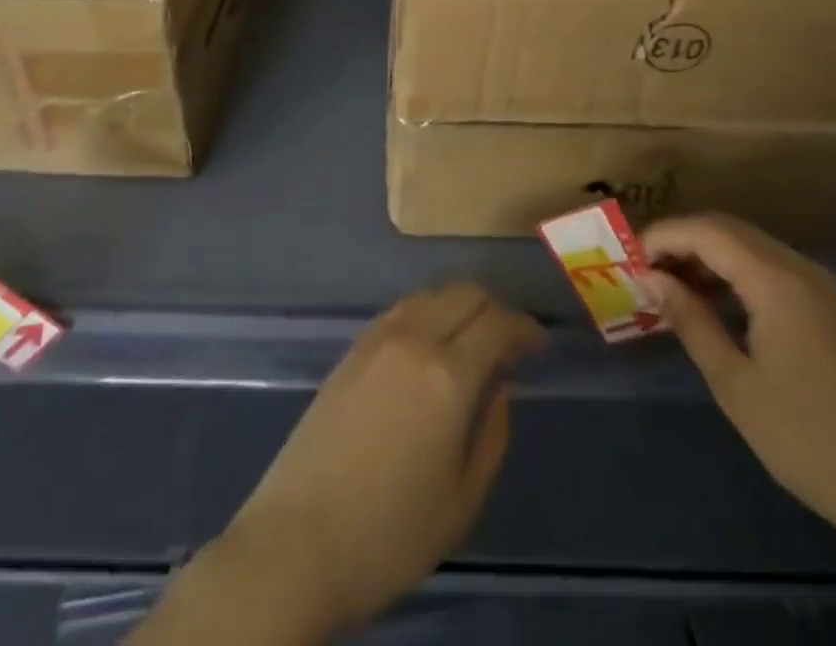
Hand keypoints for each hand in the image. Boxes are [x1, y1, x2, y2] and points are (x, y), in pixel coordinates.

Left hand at [193, 282, 543, 639]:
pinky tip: (430, 346)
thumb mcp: (462, 501)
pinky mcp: (352, 348)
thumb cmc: (389, 535)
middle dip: (496, 308)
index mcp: (448, 375)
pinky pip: (402, 310)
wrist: (296, 543)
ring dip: (460, 306)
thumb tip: (502, 386)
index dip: (525, 328)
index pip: (498, 323)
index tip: (539, 344)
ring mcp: (377, 338)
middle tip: (510, 342)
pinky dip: (428, 313)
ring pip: (432, 294)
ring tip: (472, 341)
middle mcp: (414, 339)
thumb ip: (492, 434)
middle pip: (466, 293)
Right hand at [641, 213, 835, 554]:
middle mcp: (799, 269)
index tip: (627, 259)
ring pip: (749, 247)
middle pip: (728, 230)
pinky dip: (733, 274)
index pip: (706, 231)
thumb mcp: (735, 383)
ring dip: (706, 256)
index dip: (662, 236)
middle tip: (643, 270)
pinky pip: (769, 269)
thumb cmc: (810, 439)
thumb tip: (649, 279)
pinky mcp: (828, 309)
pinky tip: (713, 304)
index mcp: (776, 280)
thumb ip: (690, 321)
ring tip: (669, 287)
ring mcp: (819, 287)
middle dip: (680, 241)